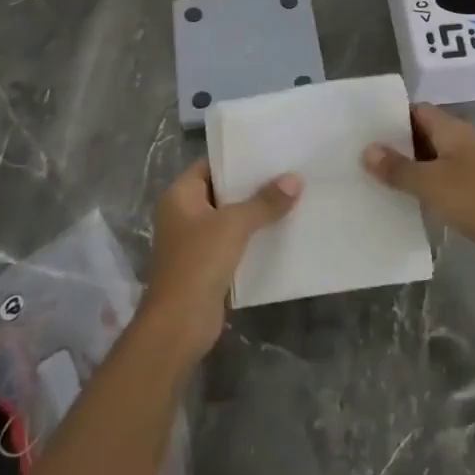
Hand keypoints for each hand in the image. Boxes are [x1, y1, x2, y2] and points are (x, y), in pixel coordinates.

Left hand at [138, 158, 300, 359]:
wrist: (179, 323)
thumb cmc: (199, 262)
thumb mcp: (234, 225)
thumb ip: (264, 202)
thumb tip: (294, 179)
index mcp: (180, 195)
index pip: (210, 164)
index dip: (237, 157)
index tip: (270, 151)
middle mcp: (183, 213)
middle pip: (222, 190)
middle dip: (252, 185)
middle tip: (288, 172)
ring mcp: (193, 240)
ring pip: (229, 218)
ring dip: (255, 213)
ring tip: (291, 198)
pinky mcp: (206, 265)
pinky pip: (232, 242)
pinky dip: (252, 237)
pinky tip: (280, 231)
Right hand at [363, 104, 474, 279]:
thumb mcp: (429, 183)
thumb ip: (397, 167)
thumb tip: (367, 150)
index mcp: (454, 130)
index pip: (419, 111)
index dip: (393, 116)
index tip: (366, 128)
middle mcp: (465, 142)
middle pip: (426, 134)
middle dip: (397, 144)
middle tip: (364, 155)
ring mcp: (474, 168)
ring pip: (435, 160)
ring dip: (411, 168)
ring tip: (377, 178)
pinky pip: (445, 182)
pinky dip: (426, 187)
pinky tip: (407, 201)